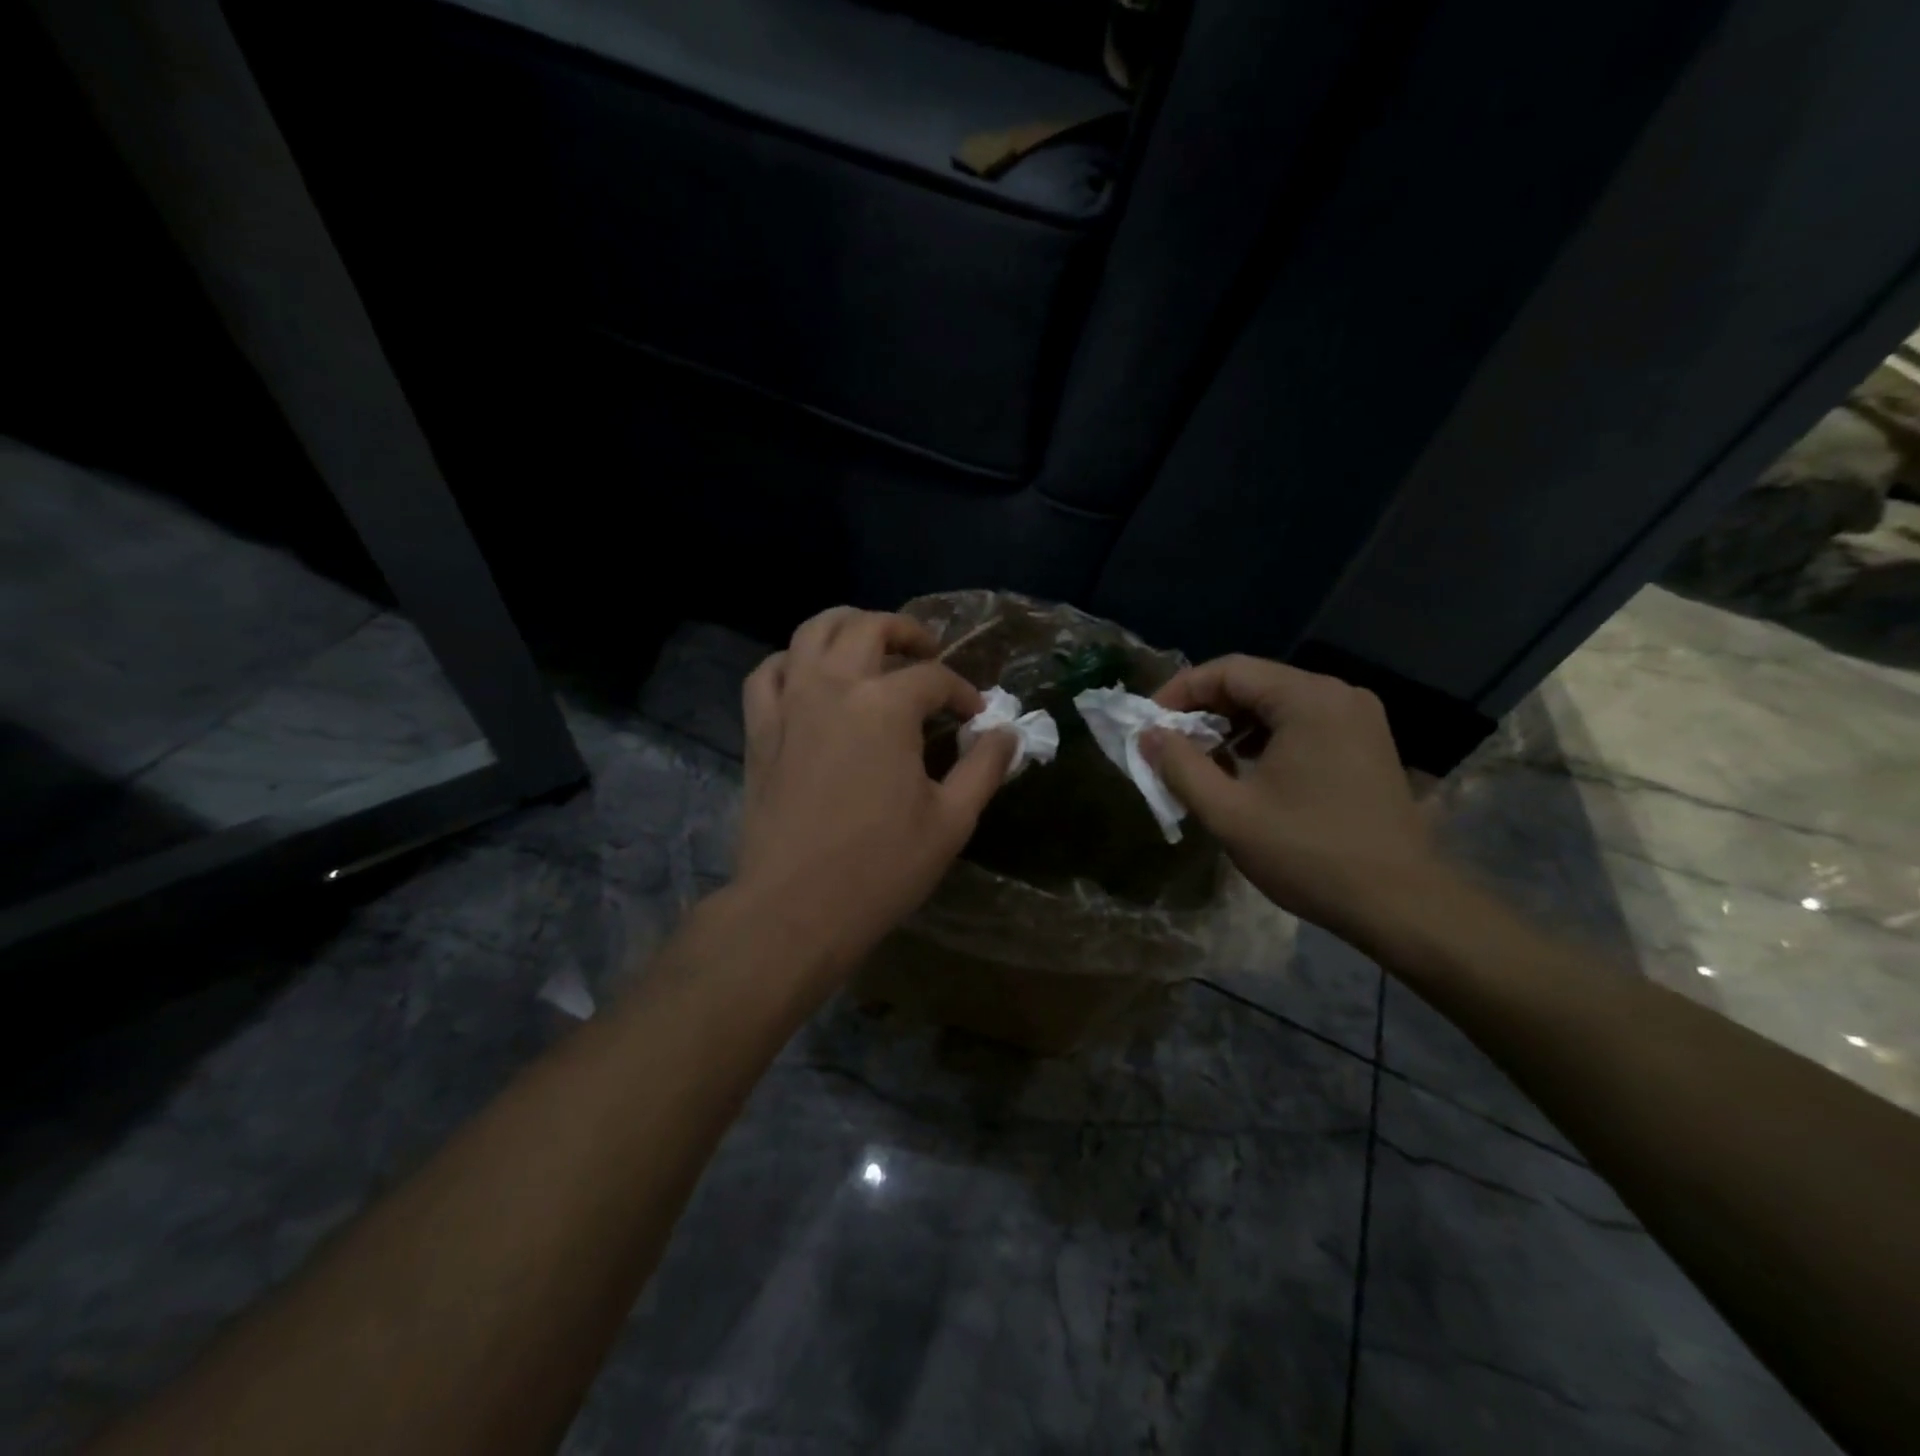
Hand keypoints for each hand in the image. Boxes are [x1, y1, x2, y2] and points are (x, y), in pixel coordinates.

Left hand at [733, 607, 1016, 977]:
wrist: (795, 907)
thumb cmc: (881, 867)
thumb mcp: (952, 820)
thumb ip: (984, 768)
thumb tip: (1006, 733)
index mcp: (886, 706)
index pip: (934, 678)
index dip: (962, 692)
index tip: (976, 716)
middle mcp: (834, 686)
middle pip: (869, 628)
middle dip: (906, 632)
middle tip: (927, 652)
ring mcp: (789, 703)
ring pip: (811, 632)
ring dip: (846, 626)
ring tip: (869, 644)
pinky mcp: (759, 729)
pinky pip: (768, 672)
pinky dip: (792, 661)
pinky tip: (809, 676)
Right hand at [1145, 655, 1447, 947]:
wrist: (1401, 903)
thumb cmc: (1309, 854)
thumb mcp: (1229, 813)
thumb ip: (1180, 767)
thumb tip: (1147, 734)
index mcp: (1308, 699)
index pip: (1228, 671)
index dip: (1180, 691)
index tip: (1148, 723)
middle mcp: (1337, 694)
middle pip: (1254, 683)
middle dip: (1204, 710)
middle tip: (1169, 744)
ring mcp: (1357, 718)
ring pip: (1277, 704)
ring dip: (1233, 726)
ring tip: (1201, 760)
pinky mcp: (1365, 743)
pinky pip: (1301, 723)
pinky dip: (1264, 739)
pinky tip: (1244, 770)